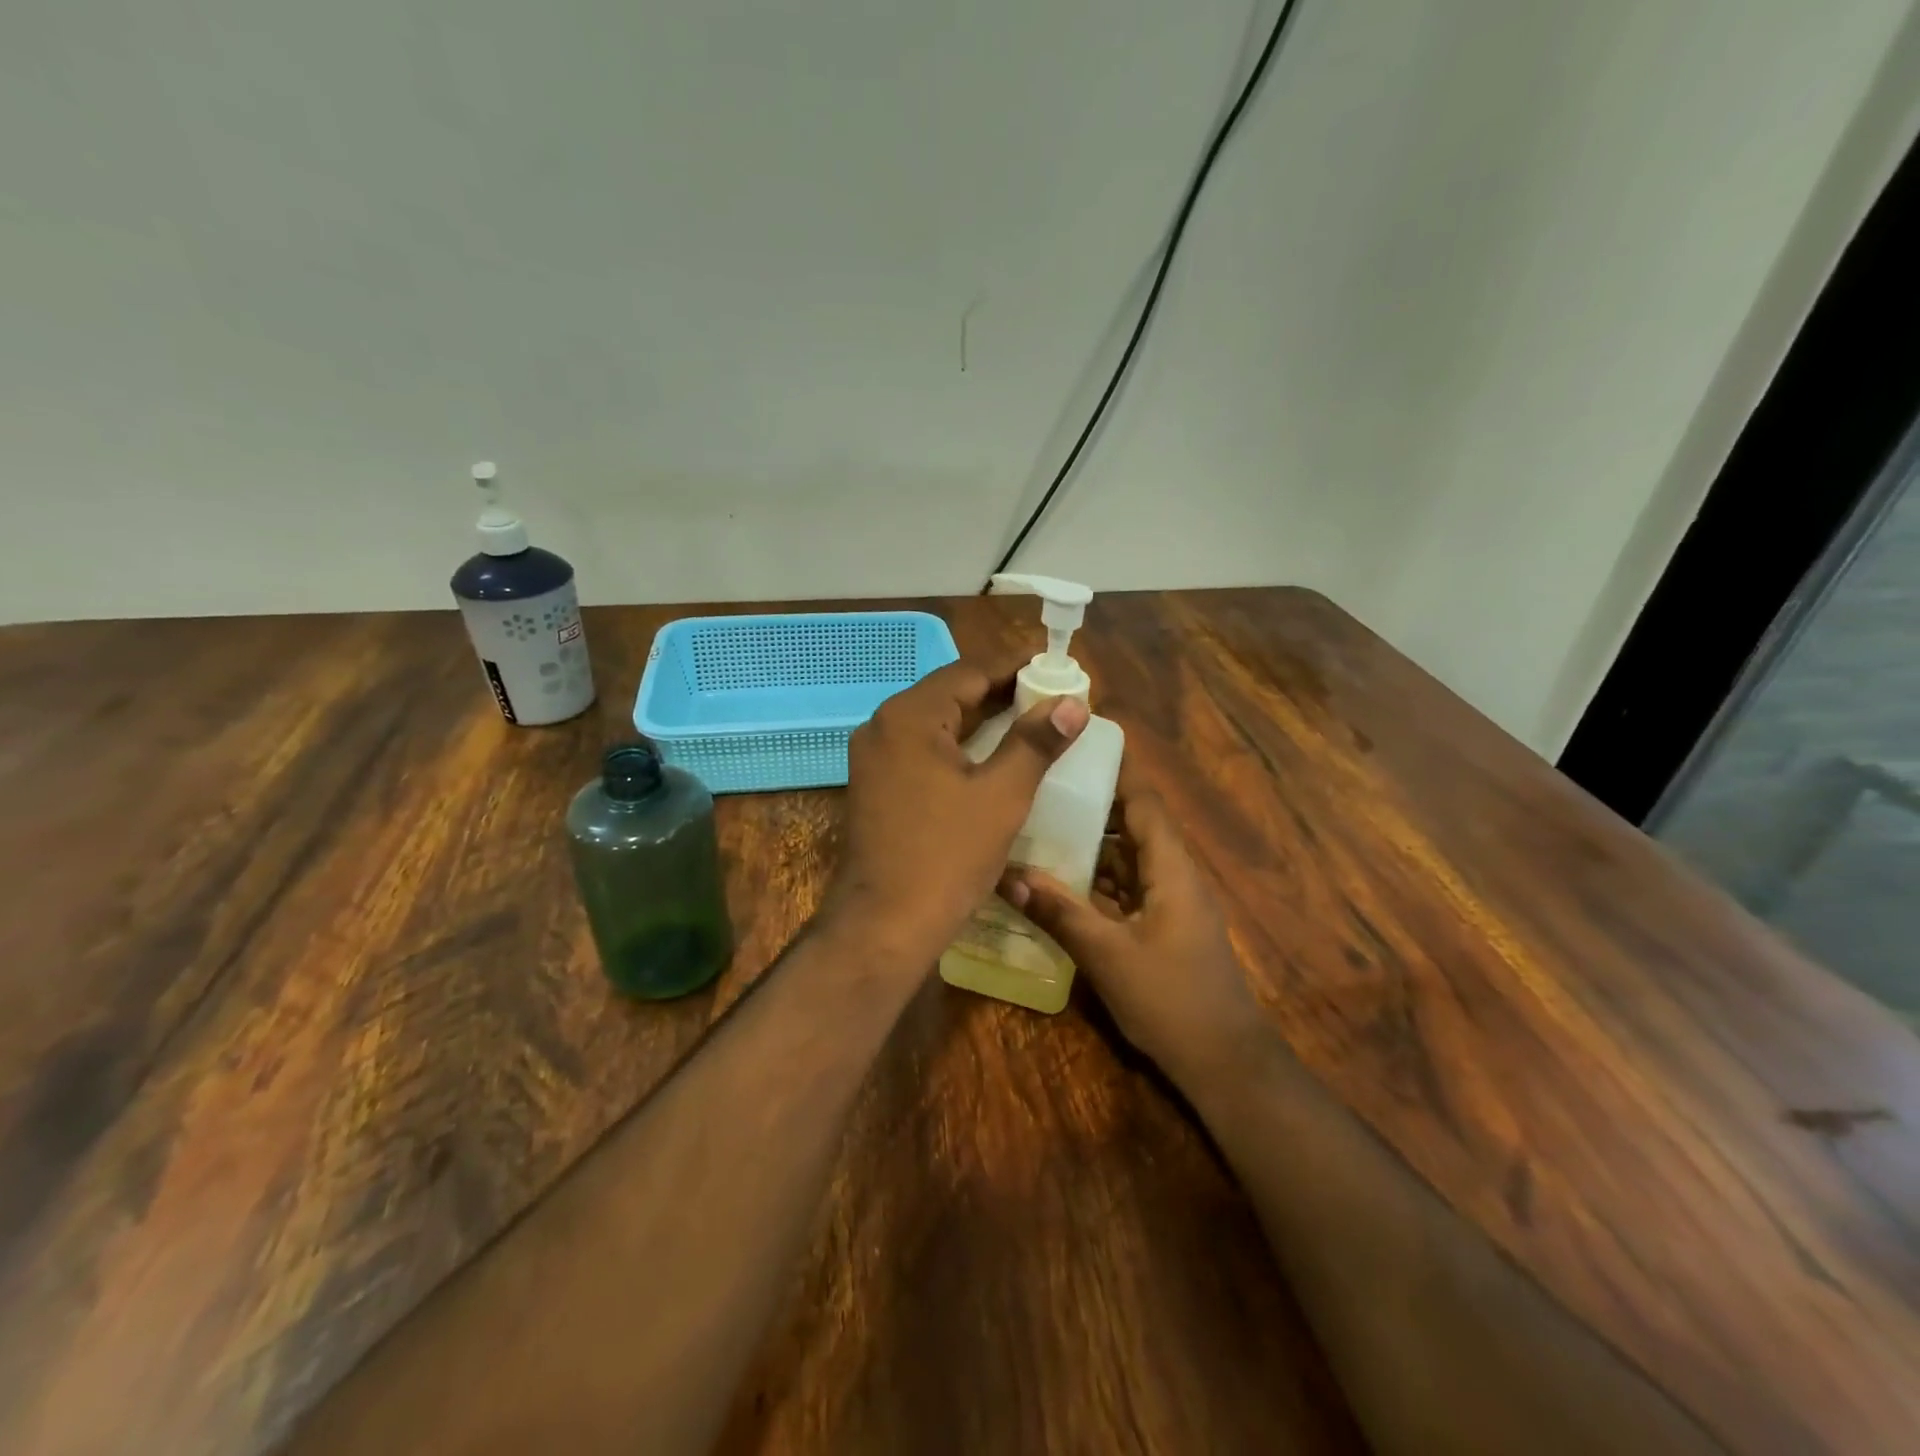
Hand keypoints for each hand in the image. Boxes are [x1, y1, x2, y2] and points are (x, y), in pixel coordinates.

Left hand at [828, 659, 1087, 965]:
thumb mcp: (1001, 796)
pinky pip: (922, 752)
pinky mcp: (875, 787)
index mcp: (908, 716)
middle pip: (950, 695)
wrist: (884, 926)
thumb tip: (1073, 703)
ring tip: (1030, 723)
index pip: (969, 672)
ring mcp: (873, 759)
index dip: (1016, 667)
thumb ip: (1036, 742)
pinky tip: (991, 760)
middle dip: (1001, 693)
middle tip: (1051, 697)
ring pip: (936, 725)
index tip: (1056, 667)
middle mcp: (883, 727)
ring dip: (980, 722)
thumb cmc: (946, 857)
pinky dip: (958, 748)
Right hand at [1000, 765, 1266, 1081]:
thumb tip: (1006, 874)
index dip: (1115, 771)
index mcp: (1171, 868)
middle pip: (1131, 825)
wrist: (1224, 1063)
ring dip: (1089, 844)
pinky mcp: (1160, 927)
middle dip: (1090, 804)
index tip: (1076, 745)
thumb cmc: (1172, 1000)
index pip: (1143, 801)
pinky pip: (1124, 888)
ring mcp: (1168, 903)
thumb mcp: (1108, 954)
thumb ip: (1059, 911)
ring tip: (1038, 825)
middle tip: (1039, 786)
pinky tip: (1055, 882)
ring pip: (1125, 859)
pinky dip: (1094, 879)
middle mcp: (1172, 875)